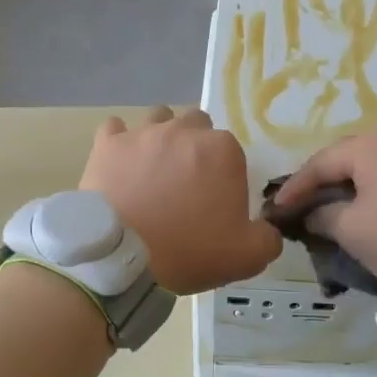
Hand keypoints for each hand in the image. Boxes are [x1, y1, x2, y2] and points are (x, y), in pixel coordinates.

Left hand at [80, 106, 282, 294]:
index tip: (215, 200)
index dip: (224, 174)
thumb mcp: (247, 257)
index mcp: (222, 150)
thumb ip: (268, 239)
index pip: (231, 151)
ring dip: (161, 137)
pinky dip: (119, 142)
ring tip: (153, 169)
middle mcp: (184, 130)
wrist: (122, 257)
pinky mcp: (108, 144)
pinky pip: (115, 128)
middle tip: (186, 182)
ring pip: (159, 118)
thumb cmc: (189, 251)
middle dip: (195, 146)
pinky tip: (119, 162)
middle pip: (196, 125)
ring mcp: (143, 133)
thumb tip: (268, 229)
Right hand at [273, 122, 376, 297]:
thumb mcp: (353, 232)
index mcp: (371, 142)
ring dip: (354, 188)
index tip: (275, 211)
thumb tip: (314, 213)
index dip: (295, 189)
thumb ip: (323, 217)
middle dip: (324, 185)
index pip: (319, 164)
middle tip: (304, 209)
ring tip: (338, 212)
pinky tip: (376, 212)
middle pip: (349, 159)